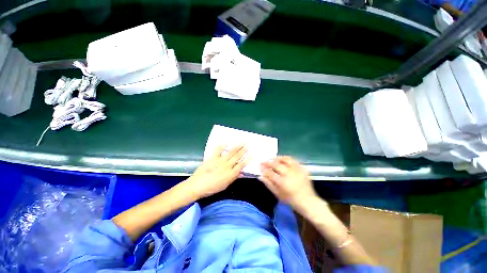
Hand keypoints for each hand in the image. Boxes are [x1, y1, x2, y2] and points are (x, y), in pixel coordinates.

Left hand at [186, 145, 248, 198]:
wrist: (197, 186)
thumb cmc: (212, 188)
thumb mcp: (225, 185)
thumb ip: (234, 178)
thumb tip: (241, 173)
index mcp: (230, 174)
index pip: (240, 165)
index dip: (246, 160)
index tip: (251, 155)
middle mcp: (226, 166)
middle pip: (236, 157)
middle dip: (243, 151)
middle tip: (247, 145)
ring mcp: (219, 161)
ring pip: (230, 153)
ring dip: (236, 147)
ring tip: (241, 142)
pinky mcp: (212, 158)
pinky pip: (218, 151)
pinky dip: (222, 146)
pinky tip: (226, 142)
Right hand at [259, 156, 316, 208]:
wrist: (308, 201)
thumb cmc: (291, 199)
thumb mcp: (278, 194)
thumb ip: (269, 184)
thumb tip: (260, 176)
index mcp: (282, 182)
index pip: (270, 173)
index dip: (263, 169)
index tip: (260, 167)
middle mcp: (289, 174)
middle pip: (276, 165)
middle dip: (268, 162)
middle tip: (264, 161)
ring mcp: (296, 170)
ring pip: (285, 160)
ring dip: (277, 158)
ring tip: (273, 159)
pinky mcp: (302, 169)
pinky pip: (293, 160)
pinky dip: (287, 159)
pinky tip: (283, 160)